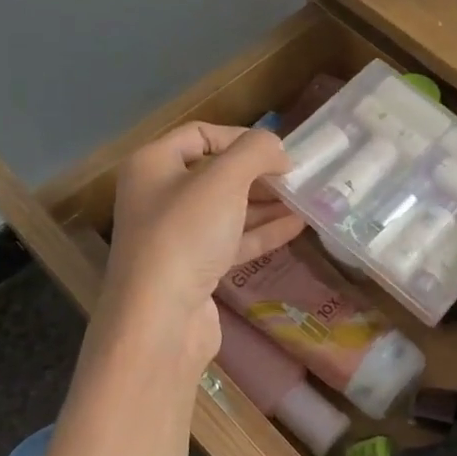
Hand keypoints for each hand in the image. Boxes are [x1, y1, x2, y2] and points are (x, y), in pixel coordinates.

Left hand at [99, 124, 305, 372]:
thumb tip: (278, 149)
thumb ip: (256, 152)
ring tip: (304, 199)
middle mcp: (158, 196)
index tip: (278, 151)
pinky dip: (261, 231)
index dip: (240, 137)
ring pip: (226, 209)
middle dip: (257, 173)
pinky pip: (231, 240)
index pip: (200, 134)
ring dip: (265, 203)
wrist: (160, 321)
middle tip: (296, 177)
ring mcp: (175, 236)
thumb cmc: (186, 235)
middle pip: (215, 173)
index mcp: (152, 165)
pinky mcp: (193, 269)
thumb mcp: (224, 180)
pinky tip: (296, 226)